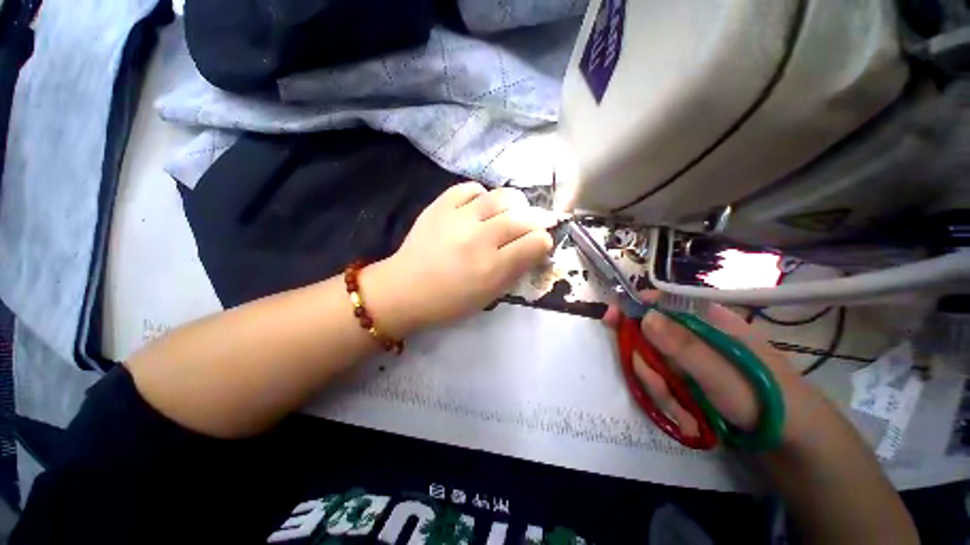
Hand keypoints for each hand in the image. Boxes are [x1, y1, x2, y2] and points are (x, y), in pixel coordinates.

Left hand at [366, 182, 556, 335]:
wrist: (404, 289)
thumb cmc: (449, 302)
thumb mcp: (489, 296)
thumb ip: (515, 271)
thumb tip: (533, 249)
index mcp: (493, 268)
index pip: (536, 242)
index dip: (543, 242)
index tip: (539, 245)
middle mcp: (479, 238)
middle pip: (523, 218)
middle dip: (534, 223)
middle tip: (529, 228)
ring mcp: (458, 218)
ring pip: (501, 197)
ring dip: (513, 204)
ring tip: (509, 213)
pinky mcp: (440, 206)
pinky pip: (470, 188)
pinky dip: (481, 195)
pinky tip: (480, 206)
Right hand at [604, 291, 823, 445]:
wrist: (789, 443)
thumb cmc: (763, 399)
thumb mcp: (722, 374)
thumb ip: (683, 345)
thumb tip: (644, 315)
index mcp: (705, 320)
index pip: (660, 302)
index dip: (633, 307)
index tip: (613, 319)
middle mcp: (692, 336)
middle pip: (648, 337)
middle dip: (649, 366)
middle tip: (661, 388)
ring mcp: (687, 360)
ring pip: (652, 364)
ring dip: (663, 392)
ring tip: (688, 415)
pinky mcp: (685, 380)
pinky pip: (661, 384)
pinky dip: (671, 403)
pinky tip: (690, 420)